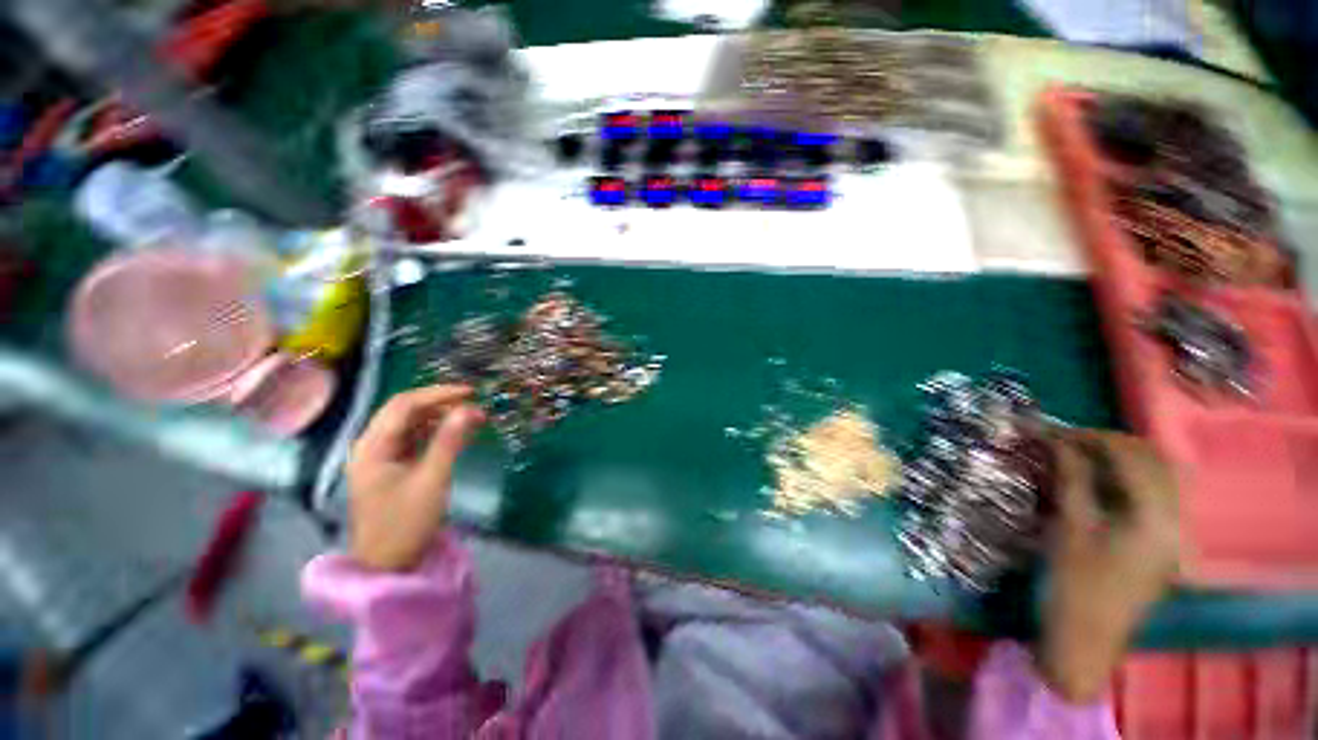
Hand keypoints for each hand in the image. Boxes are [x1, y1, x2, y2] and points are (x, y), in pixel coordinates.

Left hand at [347, 385, 485, 571]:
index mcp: (373, 446)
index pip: (405, 405)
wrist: (388, 565)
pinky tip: (457, 435)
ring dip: (439, 417)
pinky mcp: (391, 467)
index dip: (439, 394)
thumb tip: (469, 409)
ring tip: (470, 419)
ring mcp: (380, 457)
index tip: (471, 393)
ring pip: (410, 424)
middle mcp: (371, 446)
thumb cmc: (406, 523)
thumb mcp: (432, 480)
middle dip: (440, 403)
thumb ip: (450, 441)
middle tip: (473, 405)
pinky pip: (413, 439)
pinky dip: (435, 433)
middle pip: (405, 410)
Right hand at [1037, 429, 1178, 702]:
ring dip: (1122, 457)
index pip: (1131, 457)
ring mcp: (1174, 531)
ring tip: (1083, 453)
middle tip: (1068, 439)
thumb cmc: (1074, 583)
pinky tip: (1104, 479)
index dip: (1092, 437)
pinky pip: (1156, 494)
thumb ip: (1071, 479)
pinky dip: (1130, 477)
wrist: (1087, 638)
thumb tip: (1059, 441)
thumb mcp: (1068, 527)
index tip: (1054, 430)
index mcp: (1156, 518)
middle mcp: (1176, 519)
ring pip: (1159, 475)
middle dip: (1110, 442)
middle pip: (1153, 461)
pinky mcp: (1165, 541)